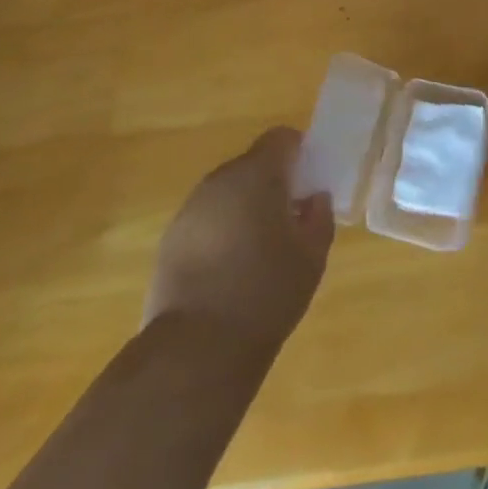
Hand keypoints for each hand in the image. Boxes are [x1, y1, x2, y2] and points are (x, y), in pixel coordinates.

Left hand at [145, 128, 334, 356]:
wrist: (196, 350)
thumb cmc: (266, 292)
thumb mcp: (313, 255)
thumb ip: (319, 216)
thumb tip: (313, 199)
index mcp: (257, 174)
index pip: (281, 138)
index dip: (299, 153)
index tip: (309, 182)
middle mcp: (219, 181)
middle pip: (252, 165)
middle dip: (272, 184)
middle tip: (290, 219)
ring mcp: (189, 211)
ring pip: (227, 194)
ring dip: (245, 208)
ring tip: (260, 249)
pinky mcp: (169, 242)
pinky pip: (206, 222)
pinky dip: (221, 233)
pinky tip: (230, 271)